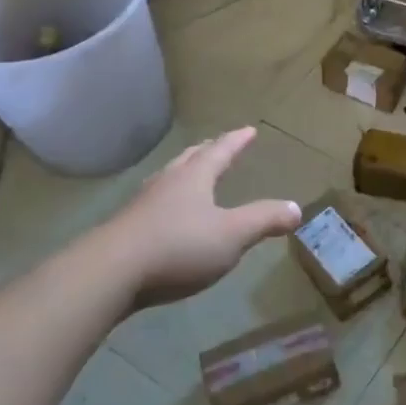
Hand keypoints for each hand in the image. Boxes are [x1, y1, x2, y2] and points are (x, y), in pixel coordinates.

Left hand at [101, 128, 301, 309]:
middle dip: (207, 151)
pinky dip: (168, 199)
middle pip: (190, 159)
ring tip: (192, 174)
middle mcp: (167, 182)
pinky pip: (153, 203)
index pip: (220, 151)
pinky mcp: (125, 229)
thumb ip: (265, 220)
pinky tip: (166, 215)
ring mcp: (142, 204)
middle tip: (217, 145)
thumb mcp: (232, 235)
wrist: (108, 274)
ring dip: (184, 173)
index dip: (237, 141)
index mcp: (194, 177)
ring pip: (168, 179)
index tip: (248, 130)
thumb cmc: (178, 247)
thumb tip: (297, 208)